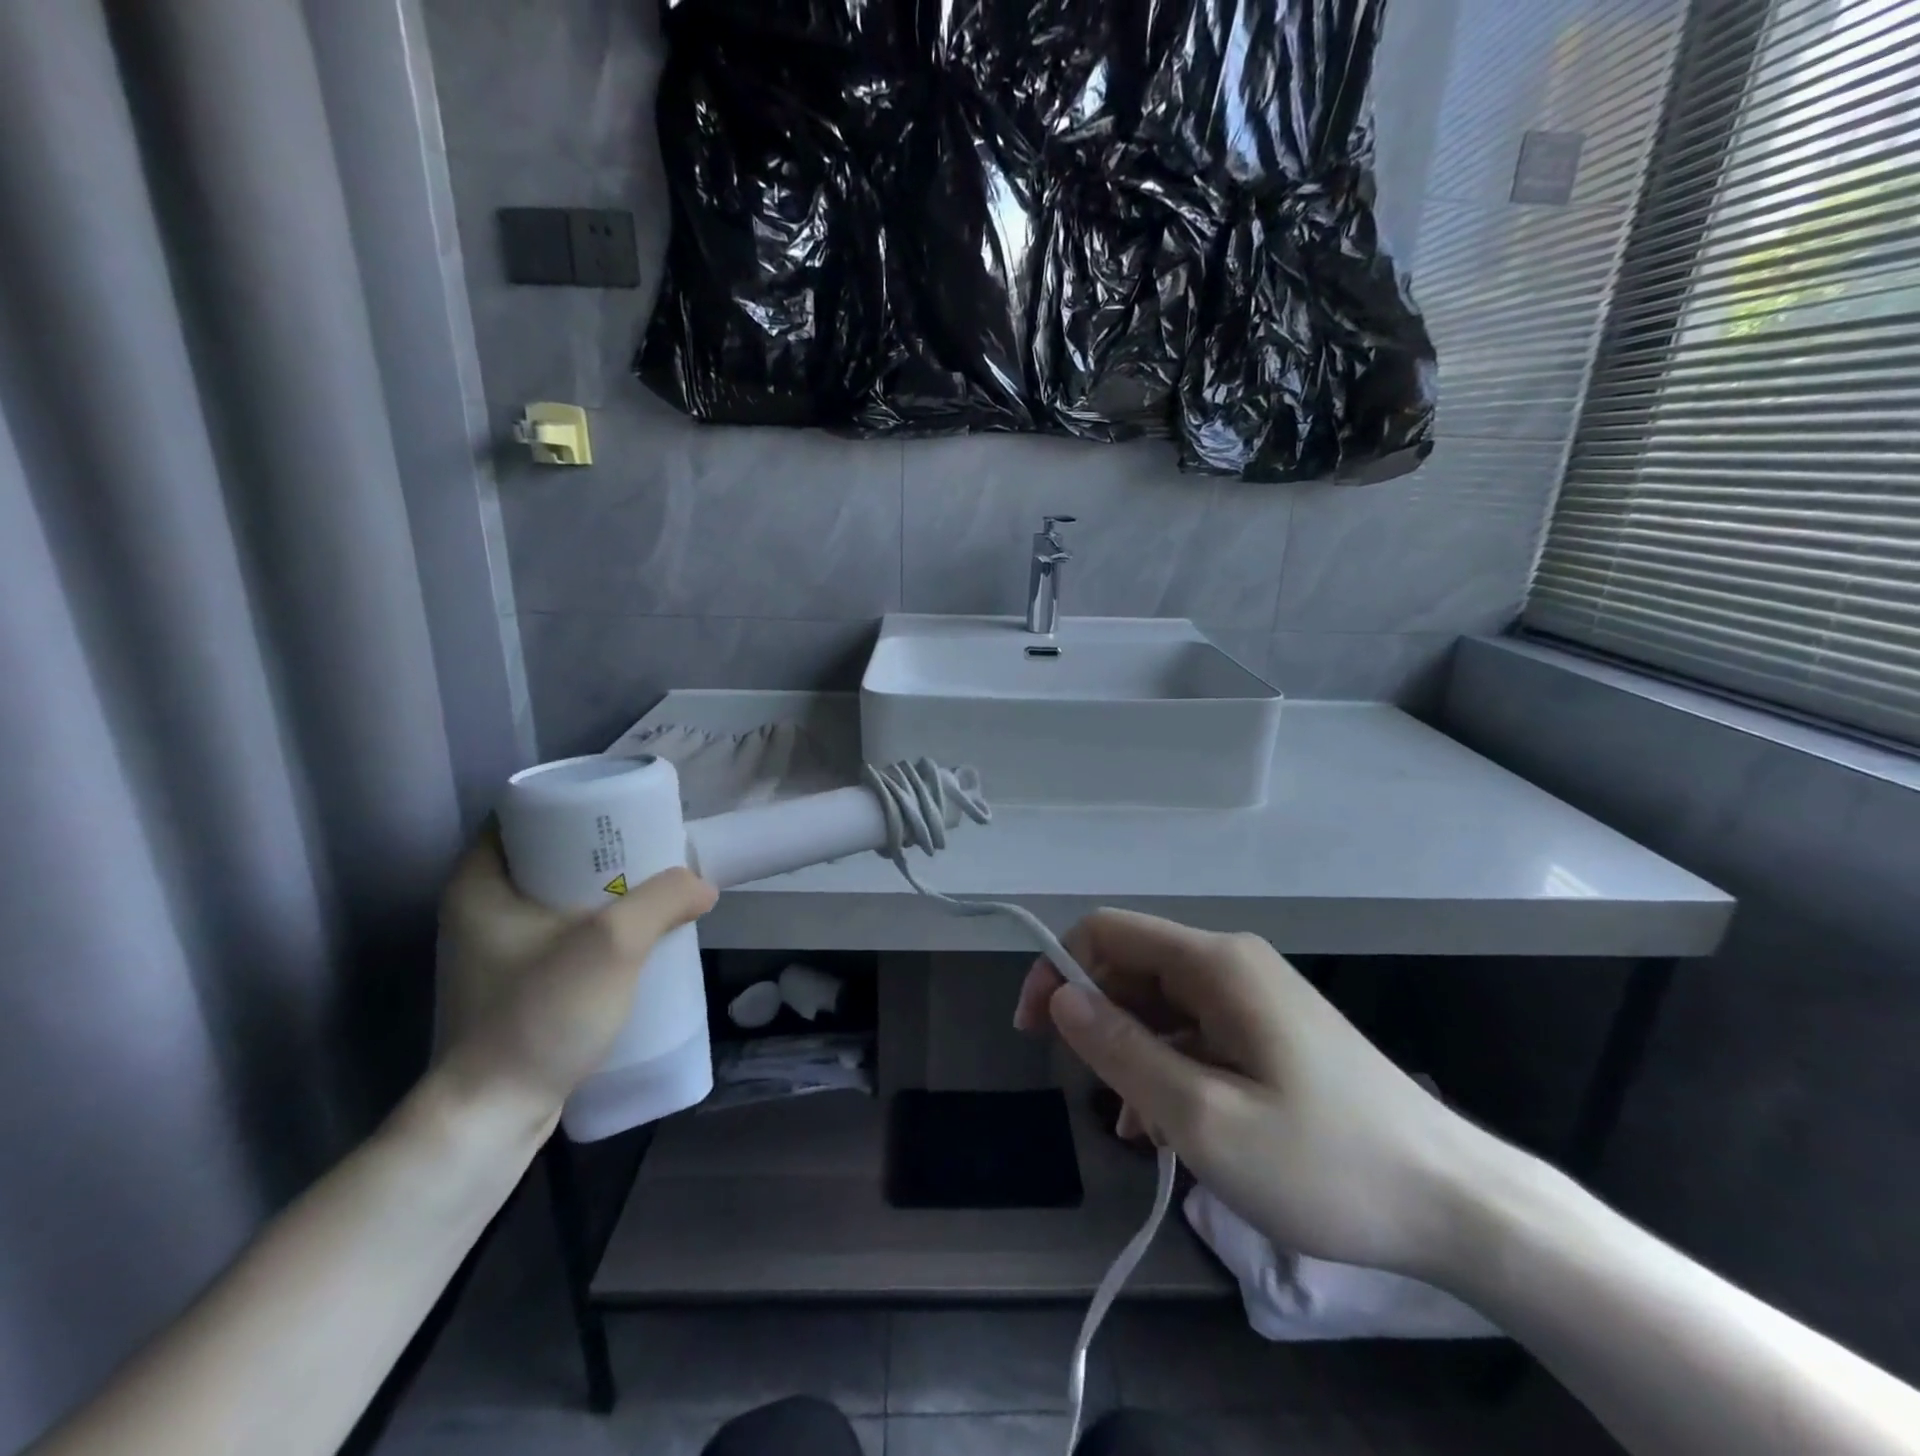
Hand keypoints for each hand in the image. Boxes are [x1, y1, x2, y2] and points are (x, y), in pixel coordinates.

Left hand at [433, 829, 715, 1125]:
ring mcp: (493, 950)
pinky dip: (593, 924)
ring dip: (602, 889)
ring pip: (556, 896)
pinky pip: (559, 932)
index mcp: (479, 882)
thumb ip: (664, 900)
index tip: (623, 809)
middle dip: (600, 848)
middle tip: (650, 847)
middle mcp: (478, 908)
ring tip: (652, 889)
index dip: (576, 803)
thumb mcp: (613, 943)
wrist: (491, 1116)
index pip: (524, 813)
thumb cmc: (539, 1014)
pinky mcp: (512, 983)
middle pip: (547, 854)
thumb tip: (702, 885)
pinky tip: (632, 937)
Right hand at [1014, 910, 1494, 1278]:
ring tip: (1133, 1126)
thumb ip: (1123, 1050)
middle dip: (1097, 1020)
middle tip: (1087, 1088)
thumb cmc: (1325, 1163)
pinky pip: (1198, 1034)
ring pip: (1163, 1007)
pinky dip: (1170, 1069)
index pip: (1107, 931)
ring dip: (1133, 1054)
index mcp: (1214, 964)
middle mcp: (1232, 965)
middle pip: (1134, 968)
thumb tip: (1061, 997)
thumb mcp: (1203, 1117)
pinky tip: (1167, 1129)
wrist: (1458, 1206)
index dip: (1057, 968)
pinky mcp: (1273, 1033)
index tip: (1034, 1030)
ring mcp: (1256, 999)